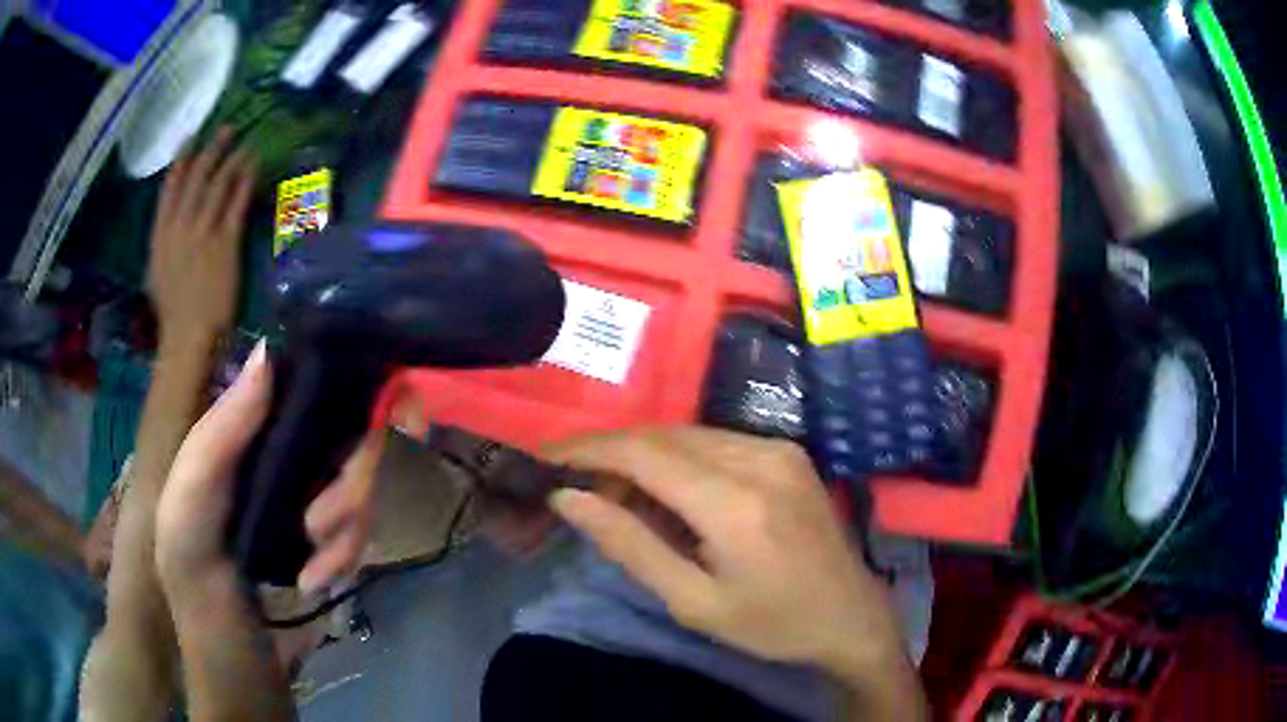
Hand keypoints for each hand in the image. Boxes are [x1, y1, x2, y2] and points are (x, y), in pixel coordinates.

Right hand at [148, 127, 256, 347]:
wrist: (187, 336)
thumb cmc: (172, 313)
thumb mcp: (155, 274)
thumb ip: (163, 246)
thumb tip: (170, 227)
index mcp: (159, 234)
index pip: (170, 187)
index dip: (181, 160)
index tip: (191, 138)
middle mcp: (179, 226)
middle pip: (197, 177)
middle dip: (213, 149)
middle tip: (228, 129)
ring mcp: (202, 232)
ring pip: (219, 184)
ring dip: (234, 159)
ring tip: (246, 144)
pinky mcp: (225, 242)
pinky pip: (237, 202)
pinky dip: (246, 181)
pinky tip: (254, 167)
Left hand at [155, 344, 384, 600]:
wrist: (230, 654)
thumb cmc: (194, 570)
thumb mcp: (190, 502)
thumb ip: (219, 435)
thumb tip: (268, 353)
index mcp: (249, 427)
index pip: (314, 381)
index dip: (366, 386)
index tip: (403, 418)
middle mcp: (285, 449)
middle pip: (355, 438)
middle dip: (351, 486)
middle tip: (319, 526)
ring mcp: (310, 493)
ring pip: (364, 488)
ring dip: (347, 532)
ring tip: (311, 572)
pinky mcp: (328, 535)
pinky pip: (362, 531)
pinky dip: (346, 557)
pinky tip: (315, 581)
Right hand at [545, 428, 905, 675]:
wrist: (851, 615)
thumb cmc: (771, 623)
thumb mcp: (693, 602)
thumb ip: (629, 545)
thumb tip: (569, 498)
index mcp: (735, 504)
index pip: (644, 454)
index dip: (588, 449)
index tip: (546, 458)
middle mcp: (760, 459)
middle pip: (663, 436)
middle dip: (612, 454)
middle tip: (579, 488)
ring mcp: (779, 449)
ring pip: (688, 434)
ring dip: (644, 456)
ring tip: (619, 495)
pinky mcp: (788, 451)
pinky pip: (716, 441)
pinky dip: (680, 458)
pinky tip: (670, 492)